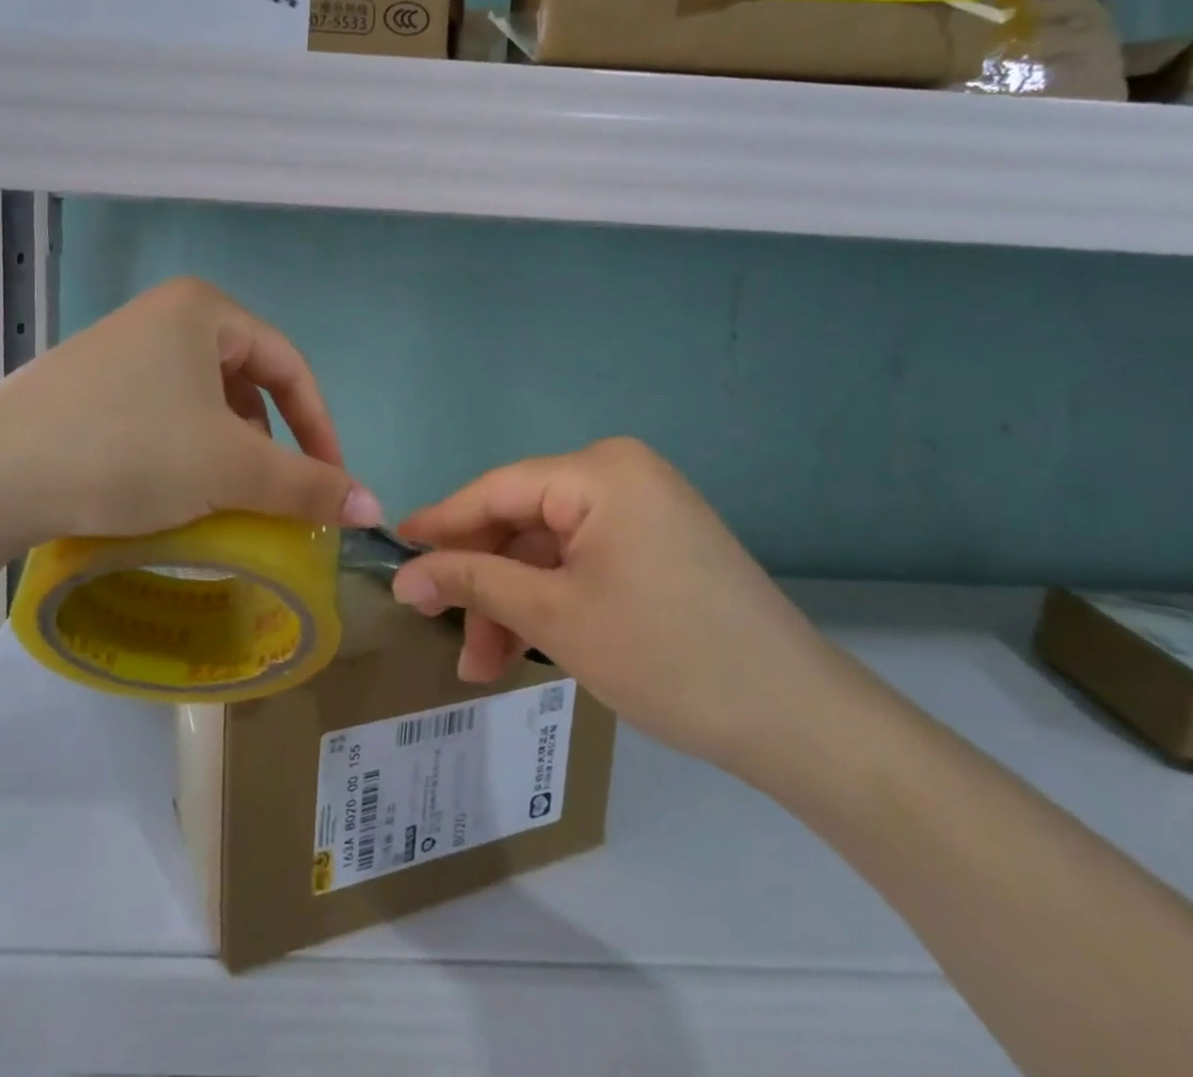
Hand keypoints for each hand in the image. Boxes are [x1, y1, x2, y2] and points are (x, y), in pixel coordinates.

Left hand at [0, 277, 382, 544]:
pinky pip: (163, 411)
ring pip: (204, 400)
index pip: (290, 366)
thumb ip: (308, 485)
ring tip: (223, 494)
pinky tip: (171, 487)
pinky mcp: (89, 384)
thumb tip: (375, 507)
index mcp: (204, 310)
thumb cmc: (128, 451)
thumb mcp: (230, 469)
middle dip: (269, 440)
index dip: (320, 427)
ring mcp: (121, 348)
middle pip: (247, 381)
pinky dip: (185, 449)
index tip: (331, 483)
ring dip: (228, 448)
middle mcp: (164, 315)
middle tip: (271, 491)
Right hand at [392, 438, 834, 770]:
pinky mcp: (656, 545)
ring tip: (484, 666)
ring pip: (547, 550)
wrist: (798, 721)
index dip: (441, 524)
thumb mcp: (554, 617)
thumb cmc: (665, 655)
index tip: (394, 552)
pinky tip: (527, 649)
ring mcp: (643, 510)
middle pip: (520, 522)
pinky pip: (581, 562)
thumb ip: (472, 583)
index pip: (496, 490)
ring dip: (512, 604)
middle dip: (482, 584)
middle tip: (443, 633)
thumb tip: (404, 576)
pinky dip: (550, 603)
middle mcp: (620, 474)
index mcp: (599, 471)